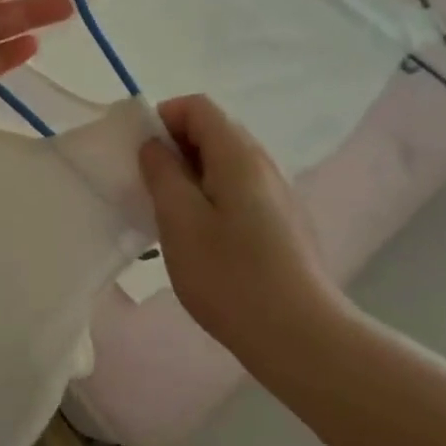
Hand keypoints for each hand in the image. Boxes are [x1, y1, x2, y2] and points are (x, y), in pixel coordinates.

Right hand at [137, 95, 354, 361]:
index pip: (197, 106)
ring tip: (174, 218)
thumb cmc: (231, 277)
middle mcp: (264, 163)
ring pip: (226, 163)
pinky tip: (206, 241)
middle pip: (214, 131)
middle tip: (152, 189)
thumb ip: (162, 173)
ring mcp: (279, 193)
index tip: (143, 156)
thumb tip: (154, 145)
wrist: (303, 338)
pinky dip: (214, 197)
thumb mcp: (179, 222)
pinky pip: (241, 189)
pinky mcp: (285, 222)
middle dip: (176, 149)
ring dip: (193, 176)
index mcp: (238, 154)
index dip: (163, 118)